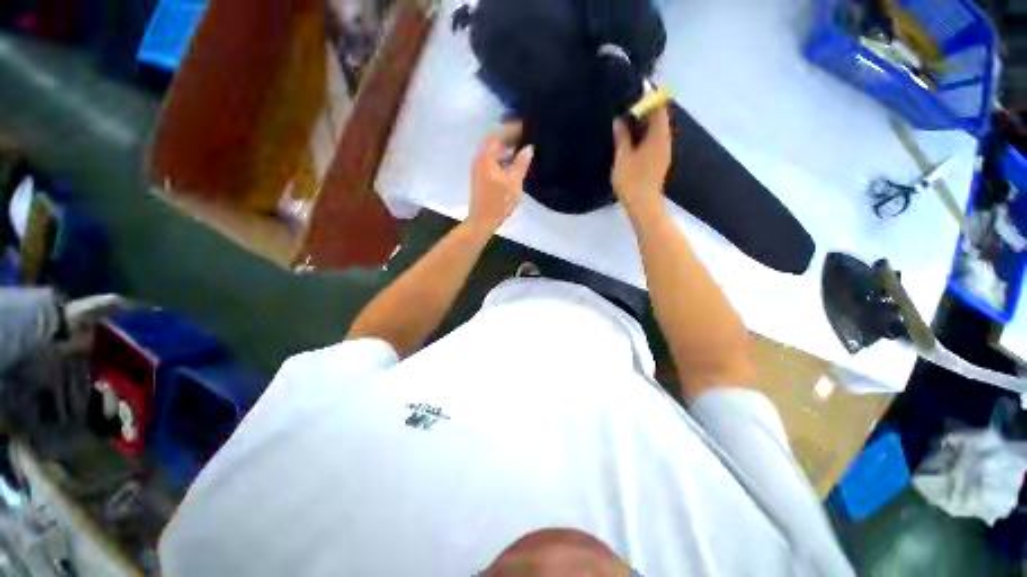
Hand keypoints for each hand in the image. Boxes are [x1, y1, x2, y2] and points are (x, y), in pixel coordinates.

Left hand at [467, 123, 533, 234]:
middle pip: (494, 142)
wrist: (482, 221)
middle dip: (509, 138)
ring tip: (522, 149)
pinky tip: (513, 164)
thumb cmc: (499, 202)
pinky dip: (502, 158)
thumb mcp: (514, 182)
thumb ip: (521, 164)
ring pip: (493, 152)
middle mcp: (479, 159)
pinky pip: (492, 161)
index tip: (526, 126)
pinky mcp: (480, 177)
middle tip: (525, 136)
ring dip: (506, 149)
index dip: (512, 129)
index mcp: (486, 157)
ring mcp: (478, 169)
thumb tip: (529, 148)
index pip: (499, 135)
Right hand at [611, 106, 671, 218]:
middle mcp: (665, 140)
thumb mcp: (623, 157)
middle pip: (660, 116)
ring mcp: (664, 151)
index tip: (636, 89)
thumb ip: (621, 136)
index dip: (650, 95)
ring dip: (645, 122)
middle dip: (647, 107)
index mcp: (658, 136)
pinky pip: (655, 139)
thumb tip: (619, 119)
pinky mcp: (660, 160)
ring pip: (657, 129)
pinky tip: (633, 137)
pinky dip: (646, 133)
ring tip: (628, 118)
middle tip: (628, 103)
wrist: (643, 205)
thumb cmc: (632, 180)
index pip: (659, 107)